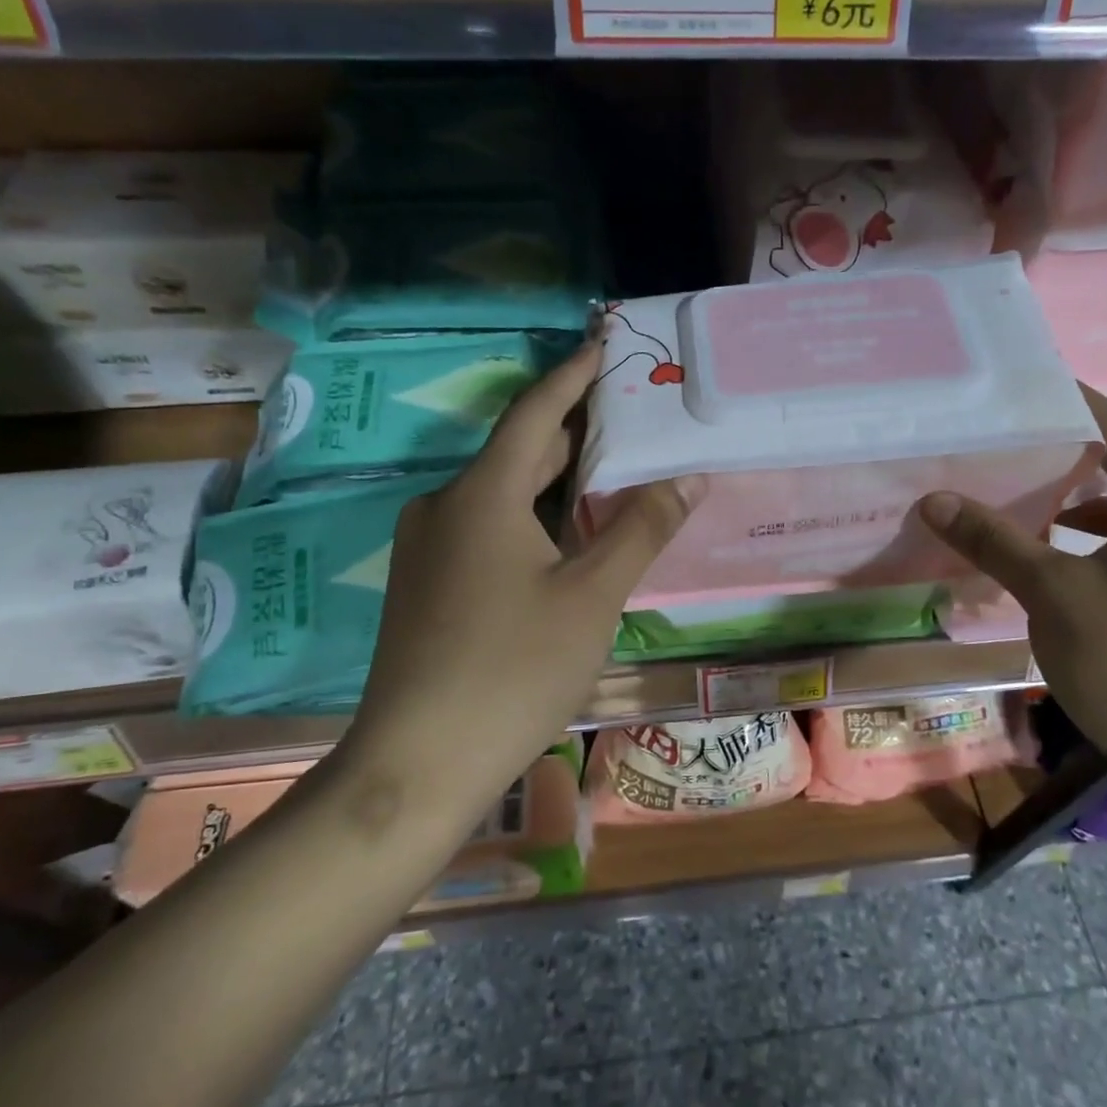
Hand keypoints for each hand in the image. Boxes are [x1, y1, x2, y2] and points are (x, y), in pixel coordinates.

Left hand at [340, 336, 698, 816]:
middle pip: (519, 451)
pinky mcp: (426, 583)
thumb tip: (687, 476)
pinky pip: (487, 528)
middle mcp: (446, 506)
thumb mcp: (592, 597)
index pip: (536, 412)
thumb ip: (641, 529)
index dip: (573, 375)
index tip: (604, 345)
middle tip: (629, 415)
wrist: (419, 762)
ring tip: (611, 472)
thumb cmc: (514, 669)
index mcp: (482, 494)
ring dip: (555, 480)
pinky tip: (566, 539)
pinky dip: (532, 518)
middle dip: (574, 430)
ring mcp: (429, 546)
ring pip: (503, 494)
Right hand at [917, 388, 1106, 782]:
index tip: (1029, 387)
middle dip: (1075, 447)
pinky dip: (1091, 537)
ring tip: (1027, 491)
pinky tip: (1053, 556)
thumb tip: (936, 498)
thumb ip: (997, 540)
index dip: (1079, 404)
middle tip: (1016, 436)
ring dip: (1082, 495)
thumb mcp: (1053, 594)